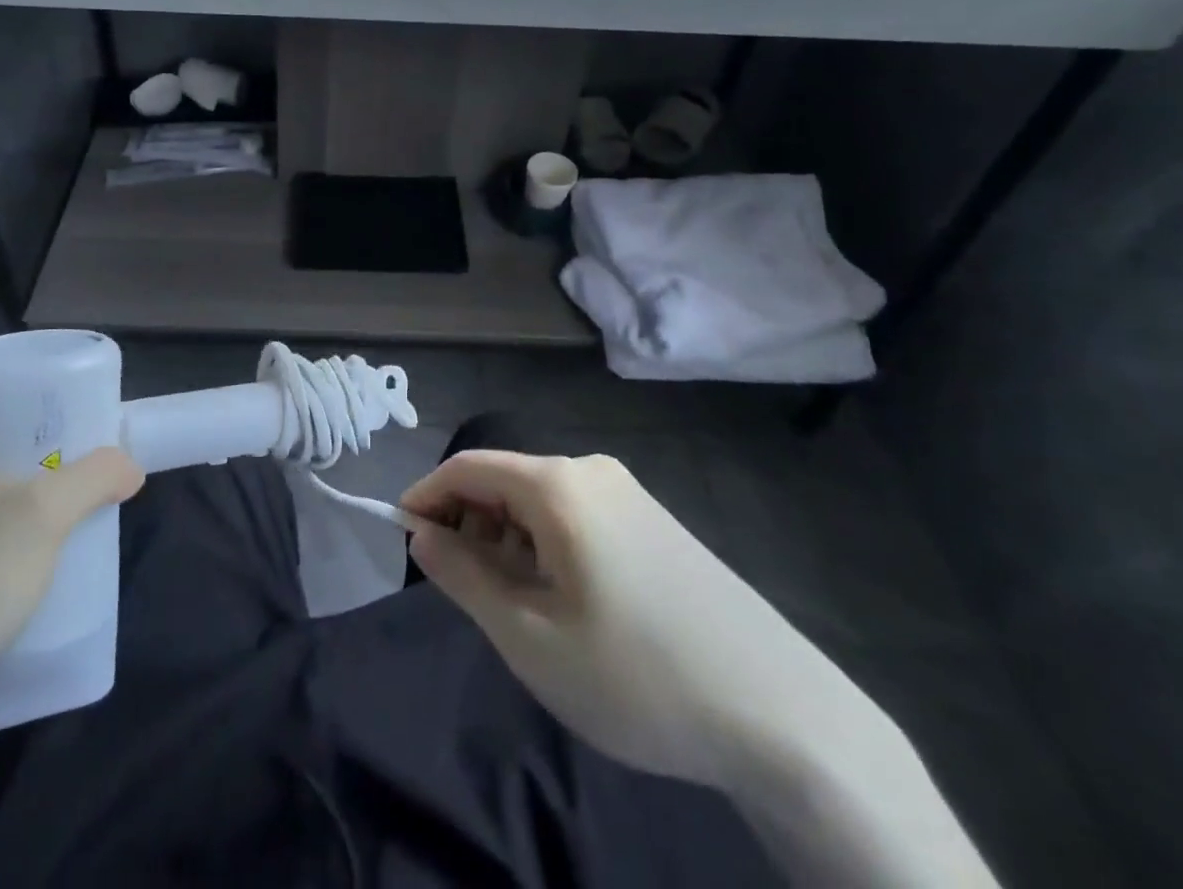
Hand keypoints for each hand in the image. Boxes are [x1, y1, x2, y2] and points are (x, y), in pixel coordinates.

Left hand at [0, 392, 144, 712]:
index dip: (19, 377)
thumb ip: (94, 477)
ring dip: (33, 470)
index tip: (62, 386)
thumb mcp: (42, 515)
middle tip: (82, 427)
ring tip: (79, 471)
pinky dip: (21, 506)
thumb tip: (130, 468)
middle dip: (36, 427)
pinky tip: (55, 522)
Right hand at [401, 450, 900, 791]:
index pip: (468, 467)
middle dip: (469, 524)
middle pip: (505, 481)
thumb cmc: (637, 676)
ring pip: (541, 501)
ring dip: (508, 540)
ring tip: (512, 608)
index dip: (426, 497)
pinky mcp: (655, 521)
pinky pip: (577, 516)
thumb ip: (464, 576)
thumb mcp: (530, 637)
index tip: (401, 539)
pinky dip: (546, 545)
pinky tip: (562, 601)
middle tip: (459, 590)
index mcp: (558, 484)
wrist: (781, 715)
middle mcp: (591, 470)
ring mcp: (629, 493)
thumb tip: (421, 534)